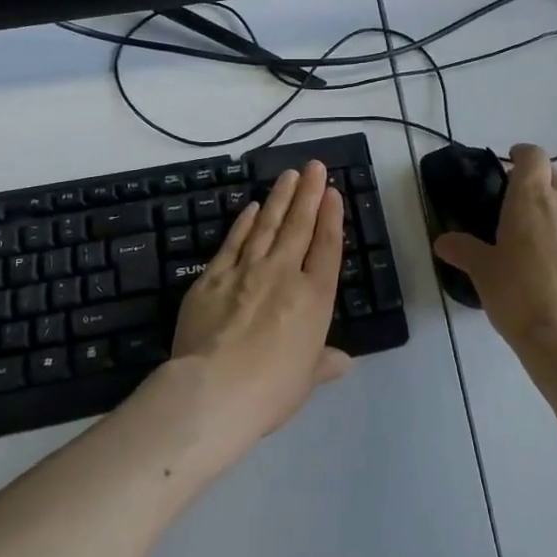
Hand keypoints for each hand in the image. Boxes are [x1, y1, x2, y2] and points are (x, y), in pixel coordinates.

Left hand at [170, 161, 351, 460]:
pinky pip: (232, 243)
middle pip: (299, 226)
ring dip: (279, 198)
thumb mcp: (306, 379)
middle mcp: (284, 274)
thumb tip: (344, 361)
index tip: (333, 193)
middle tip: (314, 166)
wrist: (213, 390)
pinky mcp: (212, 278)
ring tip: (288, 175)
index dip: (332, 217)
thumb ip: (324, 362)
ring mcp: (246, 271)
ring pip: (267, 226)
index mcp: (314, 297)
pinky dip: (243, 223)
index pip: (327, 247)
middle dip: (309, 193)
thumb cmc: (272, 389)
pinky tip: (250, 208)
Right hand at [433, 143, 556, 357]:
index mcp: (532, 196)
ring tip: (529, 238)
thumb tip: (443, 242)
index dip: (520, 155)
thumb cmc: (518, 292)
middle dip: (534, 182)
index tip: (506, 165)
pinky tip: (550, 265)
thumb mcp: (482, 270)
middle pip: (552, 175)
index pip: (533, 155)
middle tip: (511, 205)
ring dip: (550, 210)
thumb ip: (463, 250)